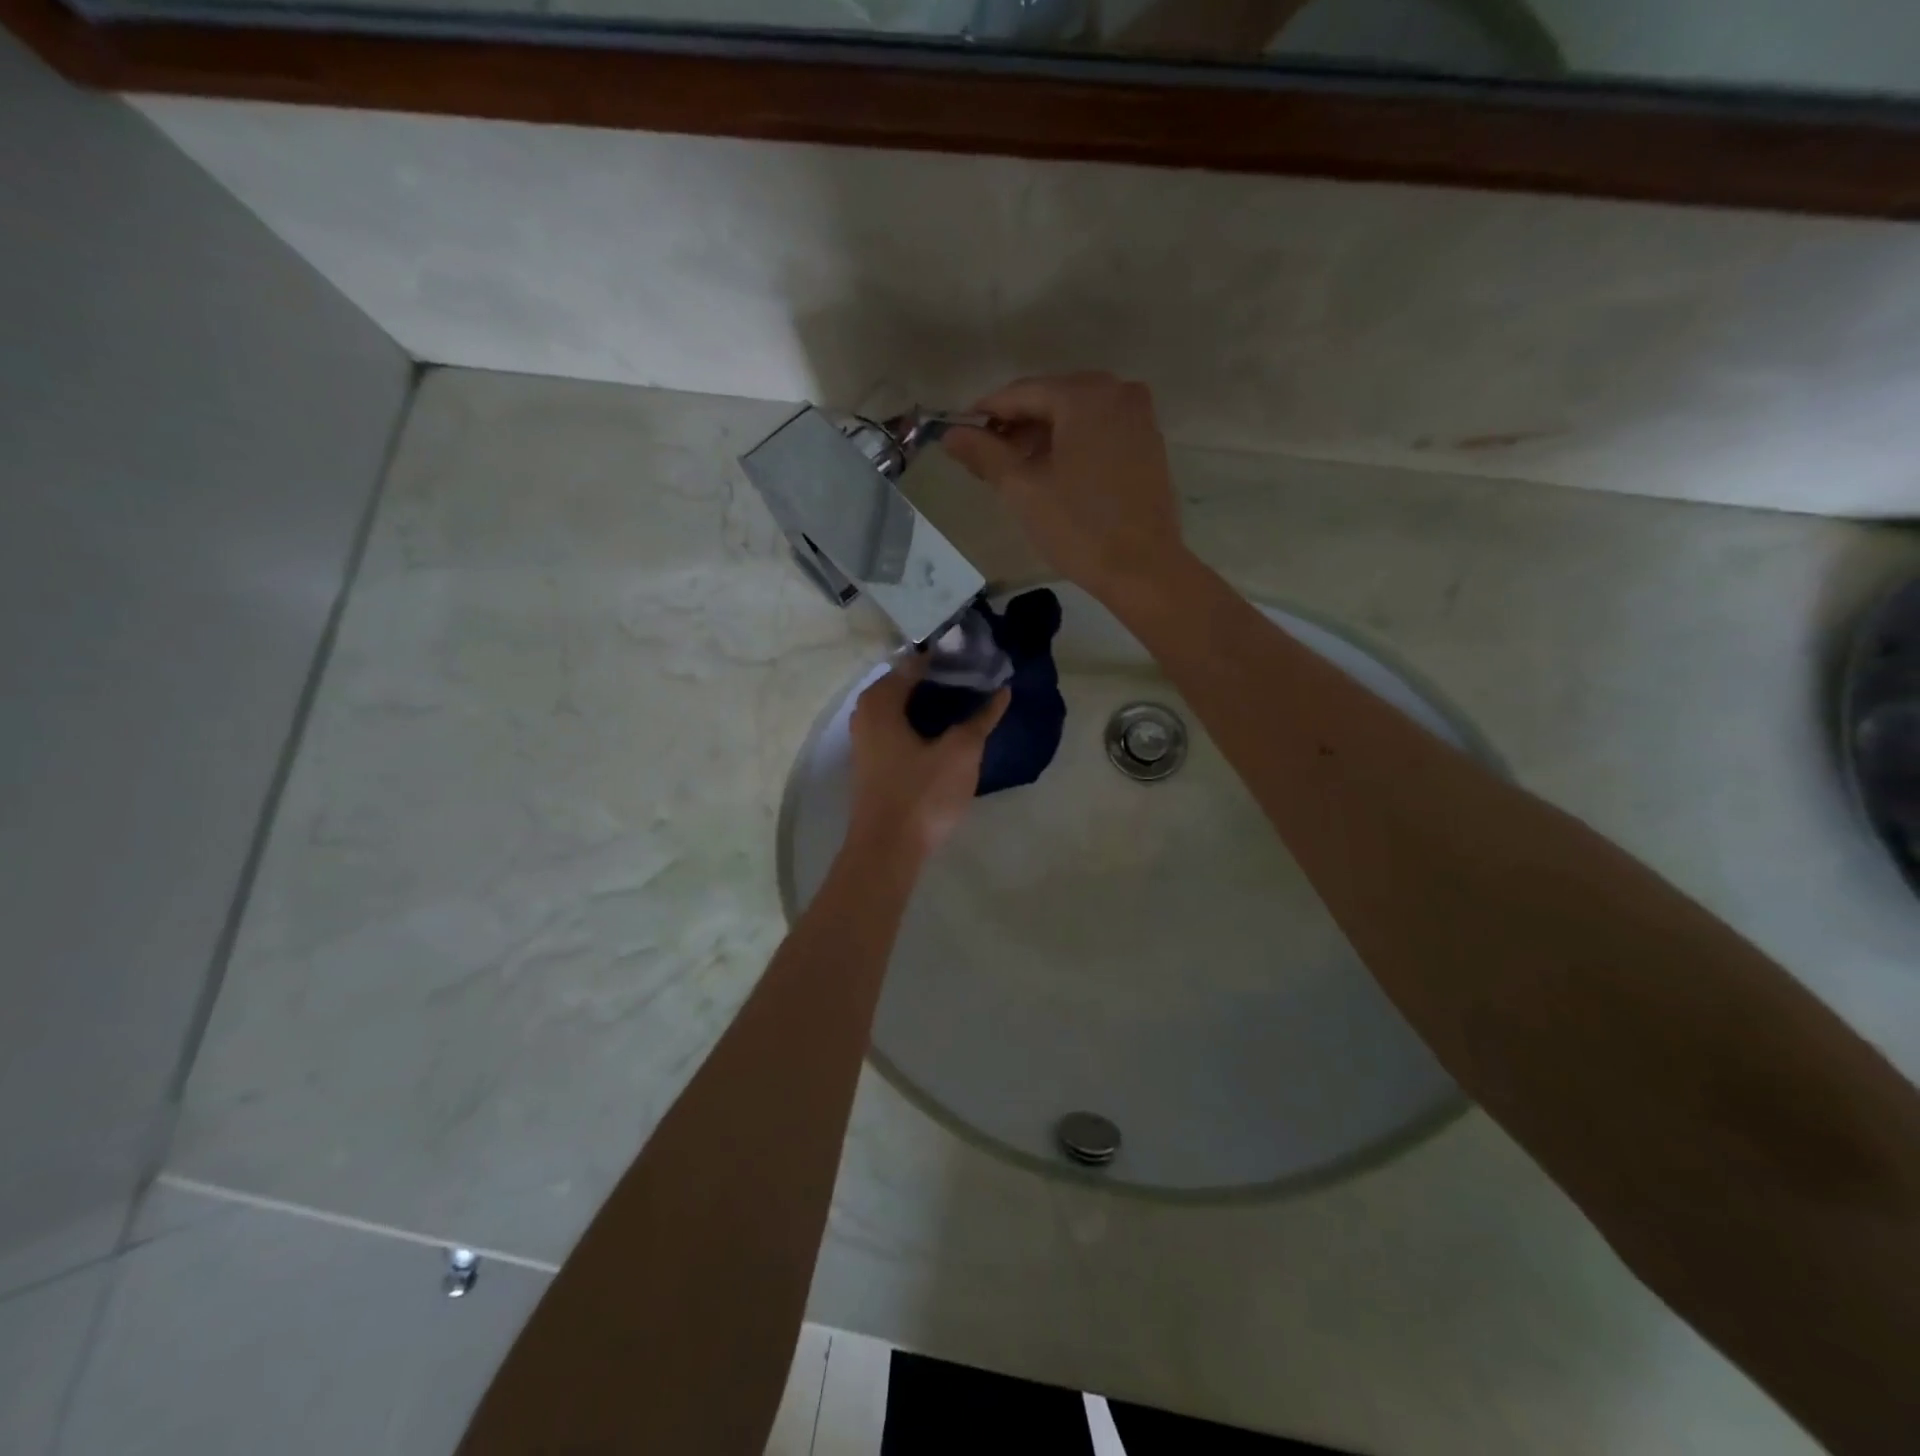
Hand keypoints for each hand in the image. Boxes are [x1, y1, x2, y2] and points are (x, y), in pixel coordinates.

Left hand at [846, 658, 1009, 861]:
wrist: (887, 850)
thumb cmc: (921, 794)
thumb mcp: (961, 752)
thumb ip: (982, 718)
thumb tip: (1002, 691)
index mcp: (881, 700)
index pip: (917, 662)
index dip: (949, 658)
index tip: (980, 658)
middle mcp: (866, 713)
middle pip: (909, 684)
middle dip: (944, 680)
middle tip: (981, 680)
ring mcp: (867, 739)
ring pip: (905, 708)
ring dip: (935, 705)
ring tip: (972, 704)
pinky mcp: (875, 762)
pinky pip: (901, 729)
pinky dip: (924, 724)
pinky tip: (949, 733)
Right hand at [941, 372, 1190, 604]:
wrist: (1142, 569)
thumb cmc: (1078, 527)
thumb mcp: (1022, 489)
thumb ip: (984, 453)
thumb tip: (949, 434)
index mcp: (1085, 395)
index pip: (1022, 393)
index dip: (986, 413)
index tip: (959, 434)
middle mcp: (1117, 391)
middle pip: (1051, 399)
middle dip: (1016, 426)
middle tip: (987, 459)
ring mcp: (1139, 417)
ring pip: (1076, 416)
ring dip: (1043, 437)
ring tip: (1017, 471)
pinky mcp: (1149, 443)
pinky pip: (1100, 431)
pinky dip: (1072, 445)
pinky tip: (1054, 474)